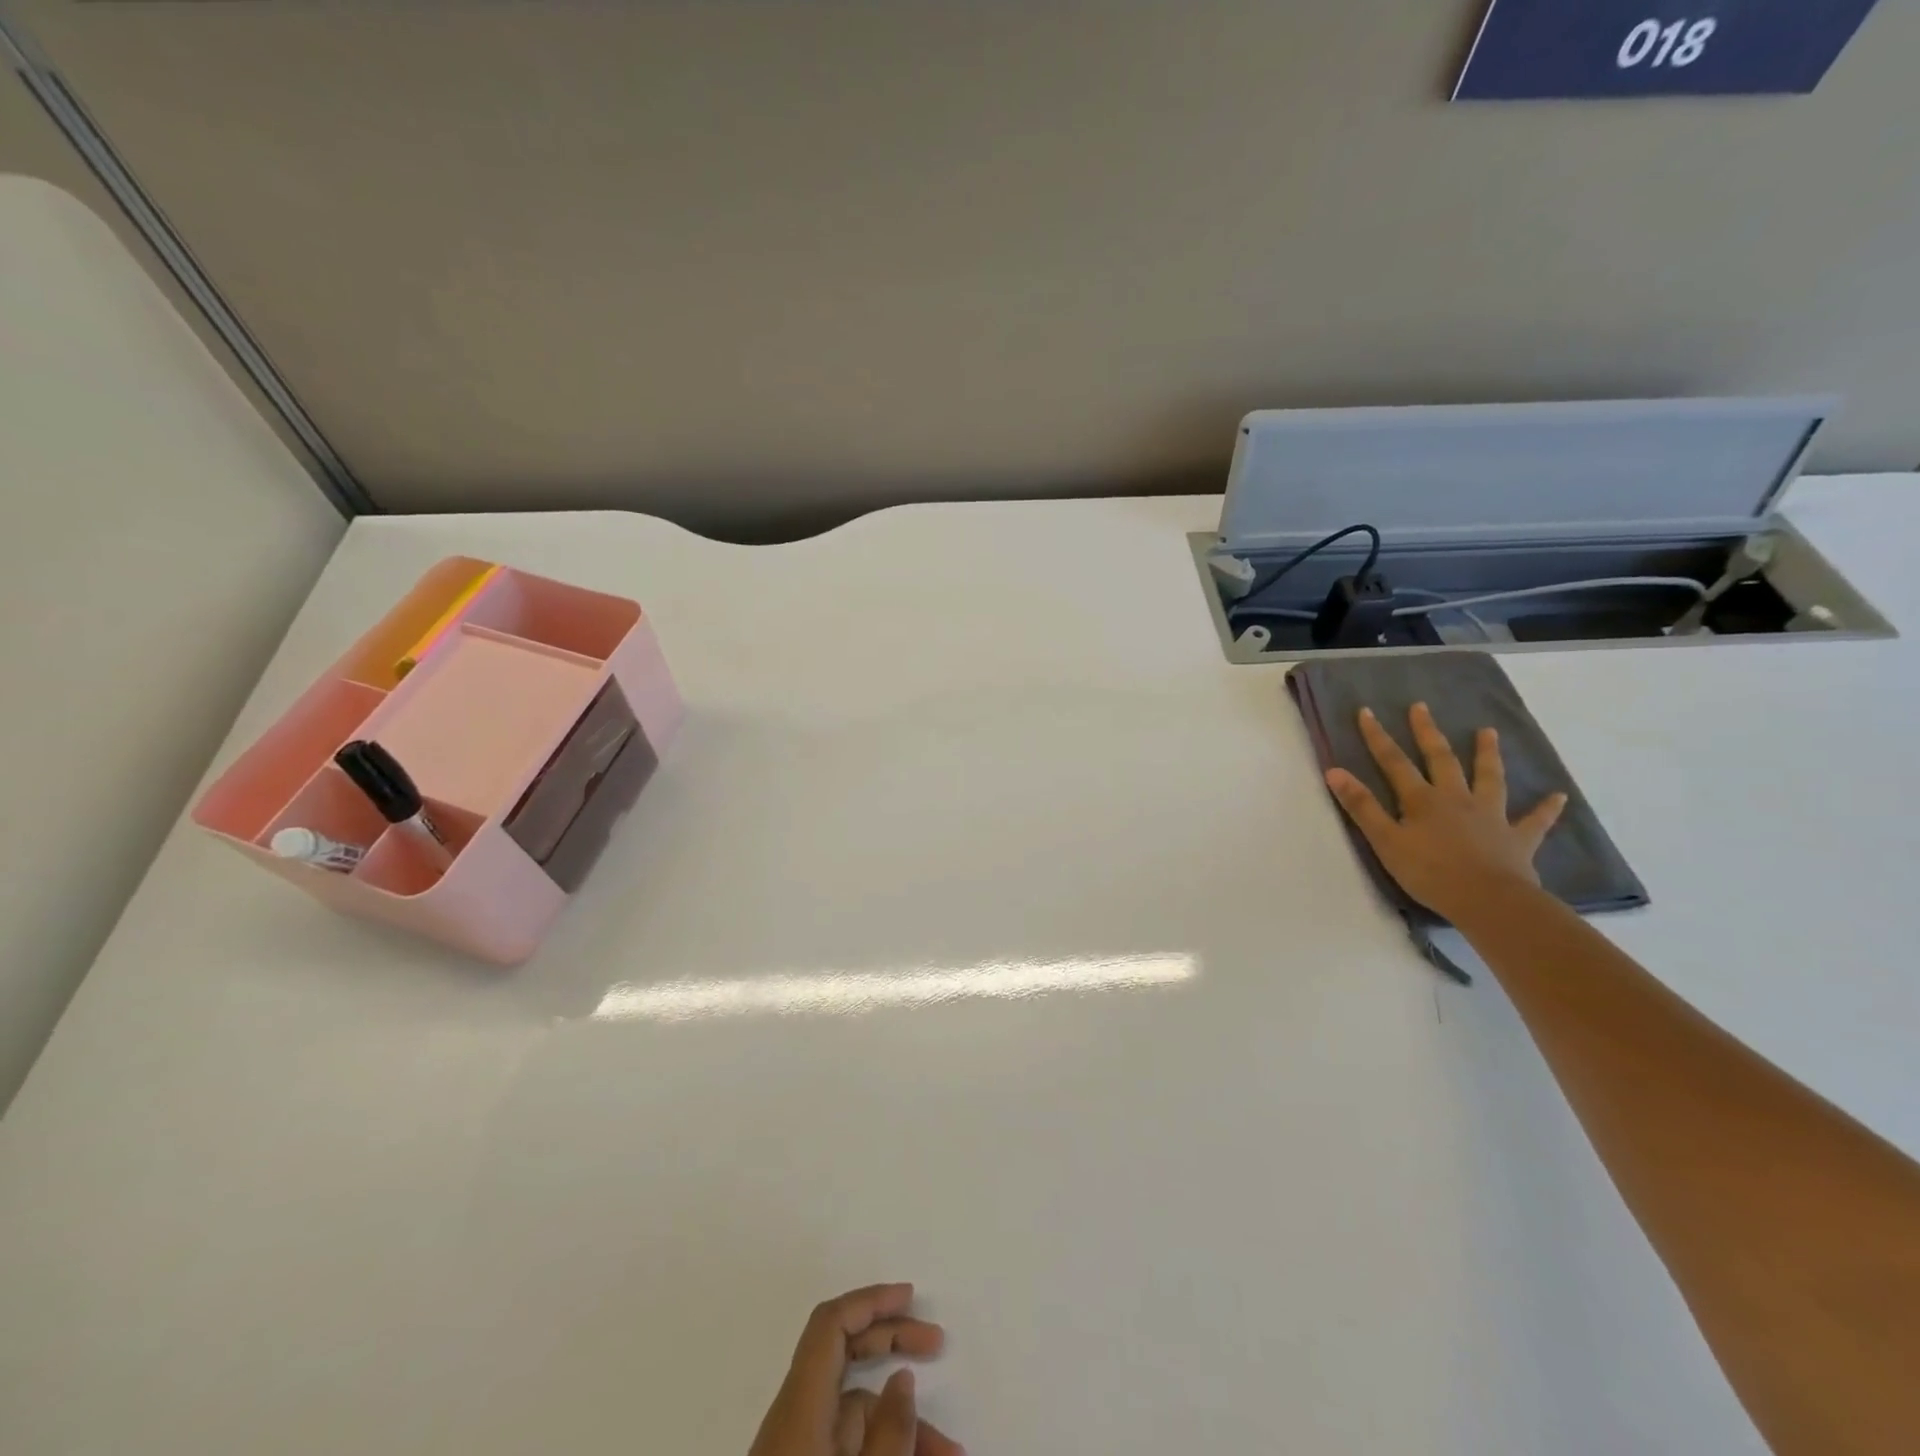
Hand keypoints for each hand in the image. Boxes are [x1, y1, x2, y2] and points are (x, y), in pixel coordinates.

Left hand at [748, 1284, 961, 1455]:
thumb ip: (888, 1434)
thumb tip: (901, 1379)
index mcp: (800, 1408)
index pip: (830, 1325)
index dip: (869, 1300)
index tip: (910, 1297)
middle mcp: (796, 1420)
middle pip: (843, 1356)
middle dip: (892, 1343)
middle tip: (939, 1344)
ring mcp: (799, 1451)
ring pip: (856, 1415)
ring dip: (903, 1426)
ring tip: (952, 1453)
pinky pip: (850, 1449)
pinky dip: (885, 1451)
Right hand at [1324, 703, 1567, 924]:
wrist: (1488, 901)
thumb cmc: (1429, 872)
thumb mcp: (1385, 840)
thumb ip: (1361, 806)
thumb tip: (1334, 771)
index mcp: (1422, 800)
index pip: (1393, 762)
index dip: (1377, 737)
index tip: (1366, 711)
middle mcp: (1456, 798)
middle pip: (1440, 759)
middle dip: (1428, 732)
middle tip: (1421, 707)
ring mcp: (1490, 816)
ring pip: (1489, 778)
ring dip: (1487, 755)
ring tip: (1488, 732)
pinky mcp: (1517, 839)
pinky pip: (1534, 820)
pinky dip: (1545, 808)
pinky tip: (1558, 796)